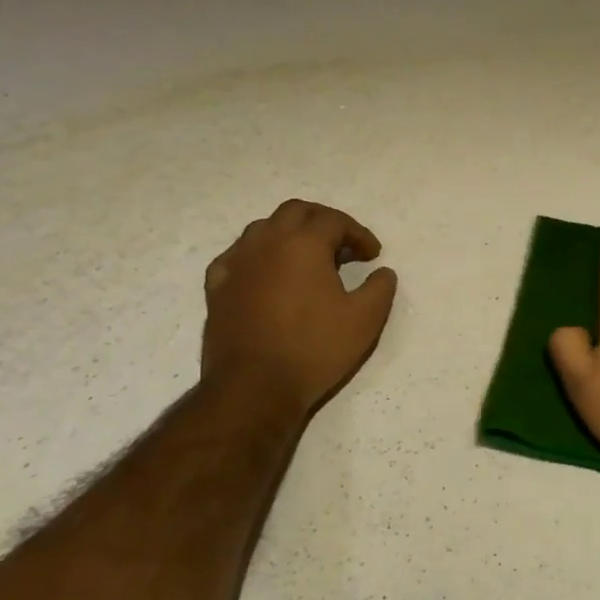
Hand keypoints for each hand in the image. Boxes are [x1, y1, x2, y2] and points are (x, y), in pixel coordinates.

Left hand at [202, 200, 397, 414]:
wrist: (254, 387)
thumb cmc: (314, 349)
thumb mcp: (365, 320)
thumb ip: (380, 288)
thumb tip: (382, 272)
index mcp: (303, 244)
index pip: (335, 221)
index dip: (359, 234)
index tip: (373, 255)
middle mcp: (266, 242)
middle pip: (296, 212)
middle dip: (324, 222)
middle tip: (343, 247)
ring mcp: (237, 262)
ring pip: (264, 229)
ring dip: (290, 235)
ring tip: (308, 260)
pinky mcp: (217, 286)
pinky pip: (239, 255)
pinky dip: (260, 256)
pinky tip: (268, 276)